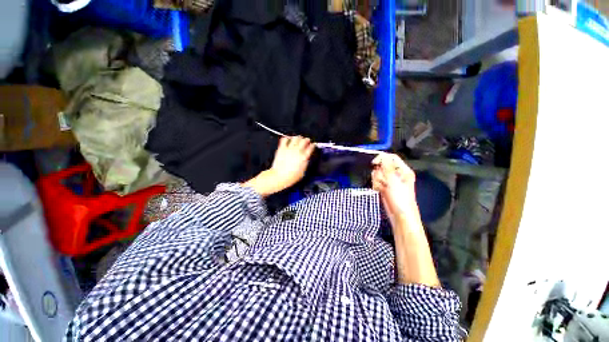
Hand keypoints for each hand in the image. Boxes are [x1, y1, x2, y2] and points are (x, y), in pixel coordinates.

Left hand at [243, 136, 313, 196]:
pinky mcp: (282, 148)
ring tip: (299, 138)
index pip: (311, 147)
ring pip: (296, 138)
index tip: (312, 145)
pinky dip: (287, 138)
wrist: (280, 177)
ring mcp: (289, 149)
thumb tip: (306, 159)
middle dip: (307, 140)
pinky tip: (288, 139)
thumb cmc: (291, 177)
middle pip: (304, 140)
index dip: (313, 145)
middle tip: (307, 140)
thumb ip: (305, 163)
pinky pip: (285, 139)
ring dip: (298, 138)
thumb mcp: (303, 172)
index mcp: (304, 157)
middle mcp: (297, 151)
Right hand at [371, 153, 416, 219]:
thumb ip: (387, 167)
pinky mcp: (384, 186)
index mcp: (403, 170)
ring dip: (377, 180)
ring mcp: (389, 181)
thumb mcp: (394, 181)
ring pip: (377, 173)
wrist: (400, 215)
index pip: (391, 158)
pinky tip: (379, 190)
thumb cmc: (400, 198)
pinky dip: (376, 185)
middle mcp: (396, 174)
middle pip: (382, 165)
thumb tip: (383, 155)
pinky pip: (376, 181)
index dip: (382, 158)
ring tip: (382, 187)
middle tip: (383, 181)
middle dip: (379, 173)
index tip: (374, 163)